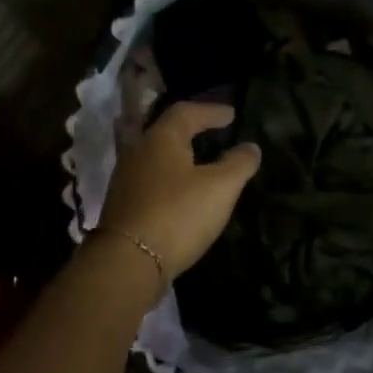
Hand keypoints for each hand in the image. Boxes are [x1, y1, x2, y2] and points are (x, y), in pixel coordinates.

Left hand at [97, 102, 261, 279]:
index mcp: (161, 138)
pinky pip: (149, 180)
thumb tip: (251, 147)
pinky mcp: (122, 204)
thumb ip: (238, 164)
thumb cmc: (178, 214)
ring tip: (200, 163)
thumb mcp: (220, 188)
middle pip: (166, 132)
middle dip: (191, 130)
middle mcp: (138, 151)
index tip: (231, 115)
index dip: (211, 111)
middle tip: (213, 132)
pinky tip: (180, 192)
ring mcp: (126, 179)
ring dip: (178, 155)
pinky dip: (168, 178)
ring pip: (155, 157)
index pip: (186, 112)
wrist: (128, 261)